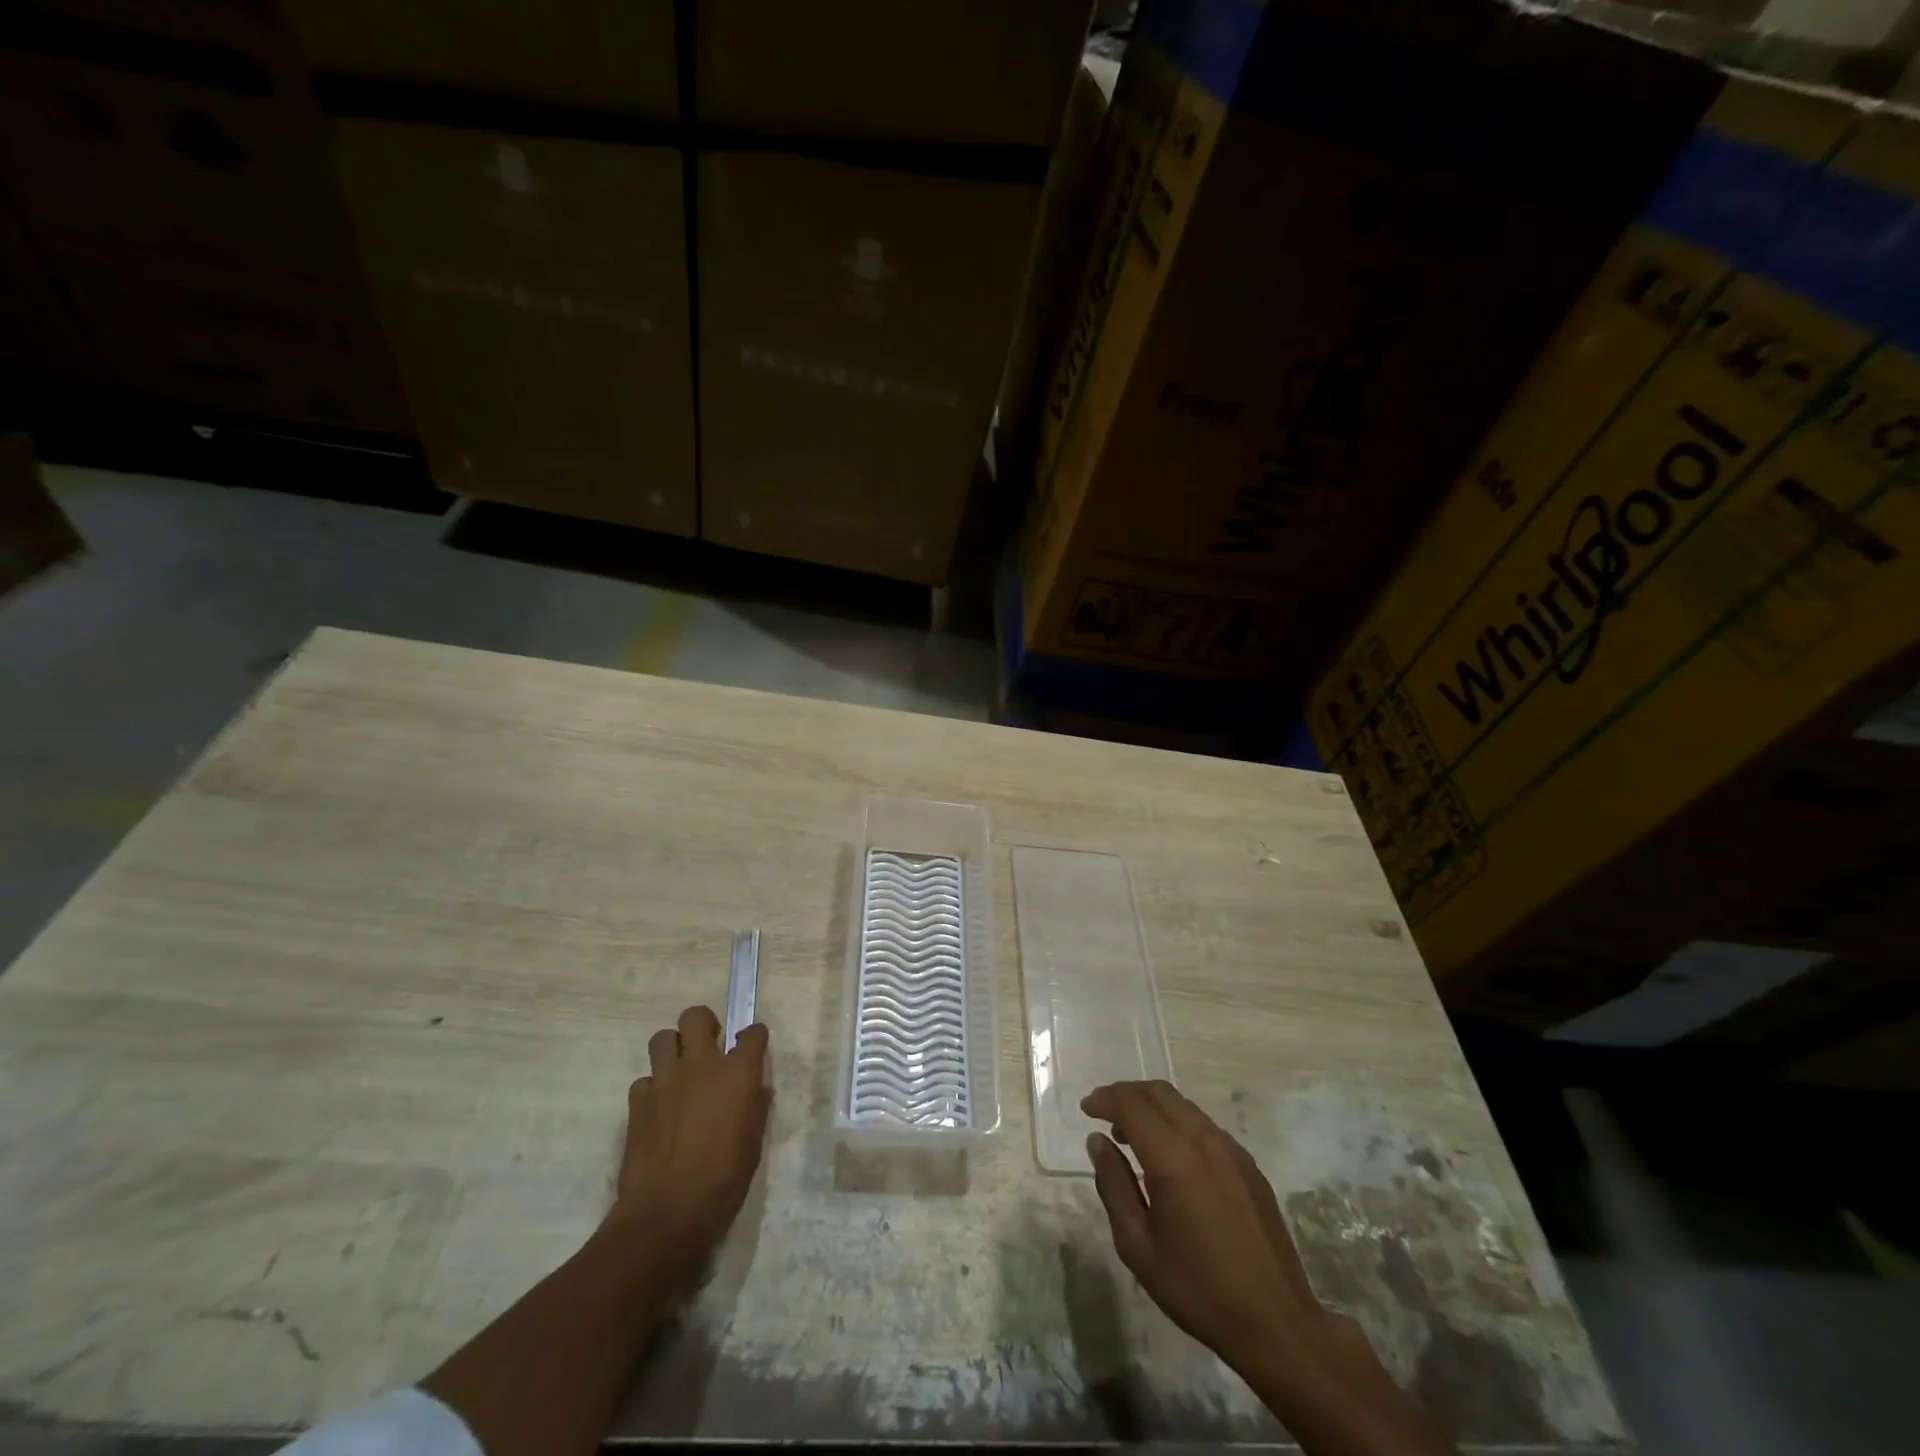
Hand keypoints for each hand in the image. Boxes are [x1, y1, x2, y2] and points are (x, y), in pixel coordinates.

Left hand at [608, 1005, 771, 1286]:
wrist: (667, 1213)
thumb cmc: (724, 1181)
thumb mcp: (753, 1144)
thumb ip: (755, 1108)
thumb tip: (755, 1090)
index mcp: (738, 1074)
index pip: (752, 1033)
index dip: (753, 1037)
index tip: (752, 1046)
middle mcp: (701, 1065)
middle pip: (696, 1017)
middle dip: (703, 1025)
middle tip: (708, 1046)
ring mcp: (665, 1080)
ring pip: (662, 1038)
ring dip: (672, 1050)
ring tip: (679, 1072)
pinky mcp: (638, 1102)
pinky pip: (643, 1080)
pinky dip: (652, 1089)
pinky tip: (658, 1110)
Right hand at [1081, 1080, 1329, 1370]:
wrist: (1276, 1323)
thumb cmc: (1197, 1289)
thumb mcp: (1138, 1245)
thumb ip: (1113, 1185)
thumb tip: (1098, 1142)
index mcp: (1173, 1158)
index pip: (1131, 1104)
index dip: (1104, 1099)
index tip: (1086, 1109)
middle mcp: (1203, 1140)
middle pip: (1158, 1092)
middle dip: (1126, 1094)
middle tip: (1104, 1115)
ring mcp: (1231, 1149)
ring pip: (1183, 1105)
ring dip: (1152, 1107)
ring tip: (1132, 1136)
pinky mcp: (1248, 1164)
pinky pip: (1204, 1126)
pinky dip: (1177, 1123)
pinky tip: (1170, 1157)